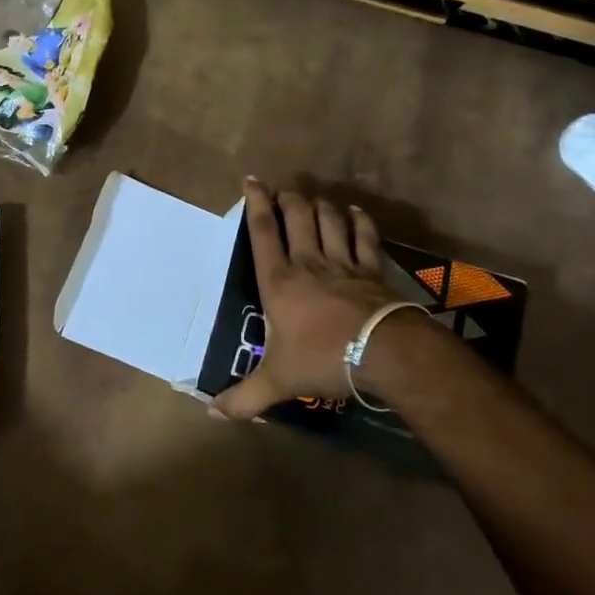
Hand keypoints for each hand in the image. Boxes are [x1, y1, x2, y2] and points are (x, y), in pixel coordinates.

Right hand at [212, 179, 395, 420]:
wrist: (385, 353)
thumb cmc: (324, 359)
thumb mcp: (278, 381)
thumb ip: (244, 397)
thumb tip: (210, 414)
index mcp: (279, 280)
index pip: (263, 231)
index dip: (256, 203)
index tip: (251, 181)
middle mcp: (308, 262)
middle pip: (297, 215)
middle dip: (288, 197)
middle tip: (282, 190)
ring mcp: (343, 262)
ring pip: (328, 219)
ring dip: (319, 205)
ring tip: (312, 199)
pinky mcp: (371, 270)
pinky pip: (364, 236)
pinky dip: (358, 220)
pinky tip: (354, 212)